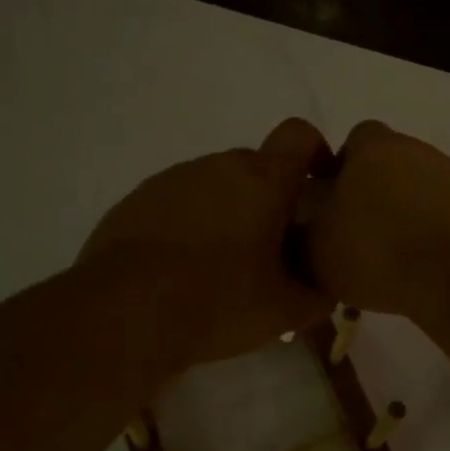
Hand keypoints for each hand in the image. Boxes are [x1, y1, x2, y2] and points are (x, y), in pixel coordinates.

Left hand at [79, 119, 334, 369]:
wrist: (124, 314)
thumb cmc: (218, 302)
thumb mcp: (284, 312)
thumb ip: (317, 296)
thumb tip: (325, 291)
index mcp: (262, 180)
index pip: (299, 136)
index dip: (316, 153)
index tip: (319, 188)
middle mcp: (217, 166)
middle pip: (256, 166)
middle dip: (270, 199)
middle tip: (272, 248)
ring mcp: (172, 180)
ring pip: (214, 185)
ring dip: (227, 213)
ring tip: (222, 266)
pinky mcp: (135, 201)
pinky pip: (177, 203)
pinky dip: (189, 225)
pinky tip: (181, 270)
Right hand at [306, 120, 449, 317]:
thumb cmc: (378, 250)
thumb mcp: (315, 250)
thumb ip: (301, 232)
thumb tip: (303, 227)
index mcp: (373, 147)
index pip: (352, 141)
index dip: (338, 171)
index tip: (329, 209)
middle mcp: (416, 151)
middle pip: (386, 167)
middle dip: (370, 196)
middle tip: (355, 237)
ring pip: (416, 192)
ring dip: (402, 217)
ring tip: (388, 261)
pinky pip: (442, 217)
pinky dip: (429, 237)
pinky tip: (420, 269)